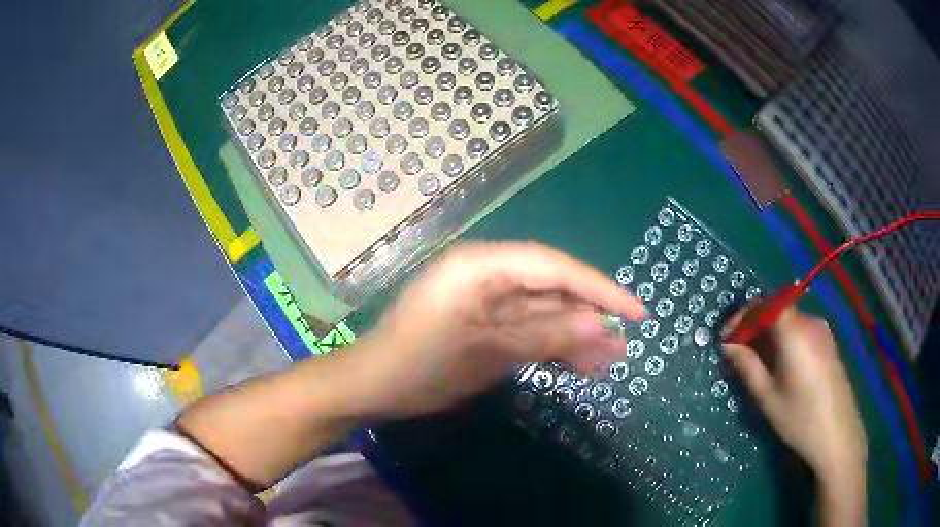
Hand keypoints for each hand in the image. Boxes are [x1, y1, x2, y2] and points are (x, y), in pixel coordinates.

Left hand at [349, 241, 644, 417]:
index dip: (599, 288)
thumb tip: (602, 326)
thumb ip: (545, 335)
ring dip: (575, 335)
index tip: (635, 311)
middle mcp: (486, 273)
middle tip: (624, 344)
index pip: (554, 267)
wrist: (373, 386)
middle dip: (590, 317)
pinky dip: (552, 345)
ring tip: (611, 361)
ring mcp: (484, 298)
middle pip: (551, 288)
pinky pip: (526, 328)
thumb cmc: (421, 365)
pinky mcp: (483, 321)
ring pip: (542, 312)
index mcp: (482, 266)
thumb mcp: (487, 352)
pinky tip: (580, 364)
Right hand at [722, 306, 866, 483]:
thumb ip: (747, 366)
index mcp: (794, 331)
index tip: (726, 338)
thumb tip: (728, 346)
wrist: (837, 433)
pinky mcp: (828, 342)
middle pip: (777, 311)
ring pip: (789, 321)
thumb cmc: (799, 417)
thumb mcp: (768, 396)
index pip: (763, 306)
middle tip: (737, 351)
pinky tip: (780, 363)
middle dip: (754, 326)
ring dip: (769, 334)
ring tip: (756, 360)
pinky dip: (784, 339)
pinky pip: (801, 330)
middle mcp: (810, 322)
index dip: (742, 318)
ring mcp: (822, 331)